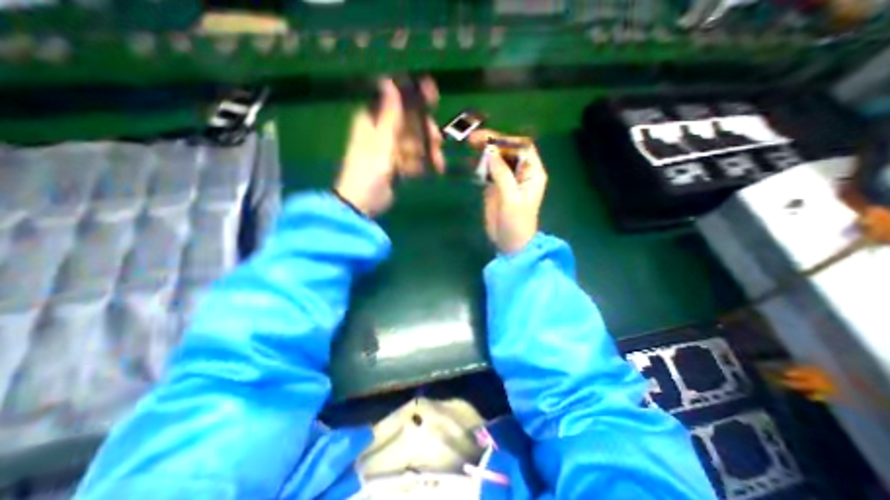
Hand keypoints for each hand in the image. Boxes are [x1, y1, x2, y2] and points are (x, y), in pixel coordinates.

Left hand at [336, 78, 441, 215]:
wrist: (363, 203)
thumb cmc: (368, 171)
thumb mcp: (381, 142)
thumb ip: (389, 116)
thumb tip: (389, 80)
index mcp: (374, 120)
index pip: (396, 100)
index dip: (414, 95)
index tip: (433, 94)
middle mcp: (383, 131)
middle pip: (410, 122)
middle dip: (426, 132)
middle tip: (437, 141)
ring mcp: (391, 149)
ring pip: (415, 142)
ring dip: (427, 152)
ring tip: (438, 163)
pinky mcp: (397, 165)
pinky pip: (414, 160)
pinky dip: (422, 165)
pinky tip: (431, 171)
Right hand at [473, 129, 549, 253]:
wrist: (510, 243)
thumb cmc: (517, 223)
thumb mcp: (511, 199)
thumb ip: (503, 175)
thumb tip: (491, 151)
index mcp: (532, 173)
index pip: (522, 147)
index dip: (506, 140)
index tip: (487, 140)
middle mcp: (521, 172)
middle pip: (508, 150)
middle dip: (492, 141)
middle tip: (473, 138)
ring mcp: (507, 178)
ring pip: (497, 158)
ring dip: (484, 150)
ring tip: (469, 144)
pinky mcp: (496, 186)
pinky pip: (488, 170)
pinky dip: (479, 164)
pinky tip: (470, 160)